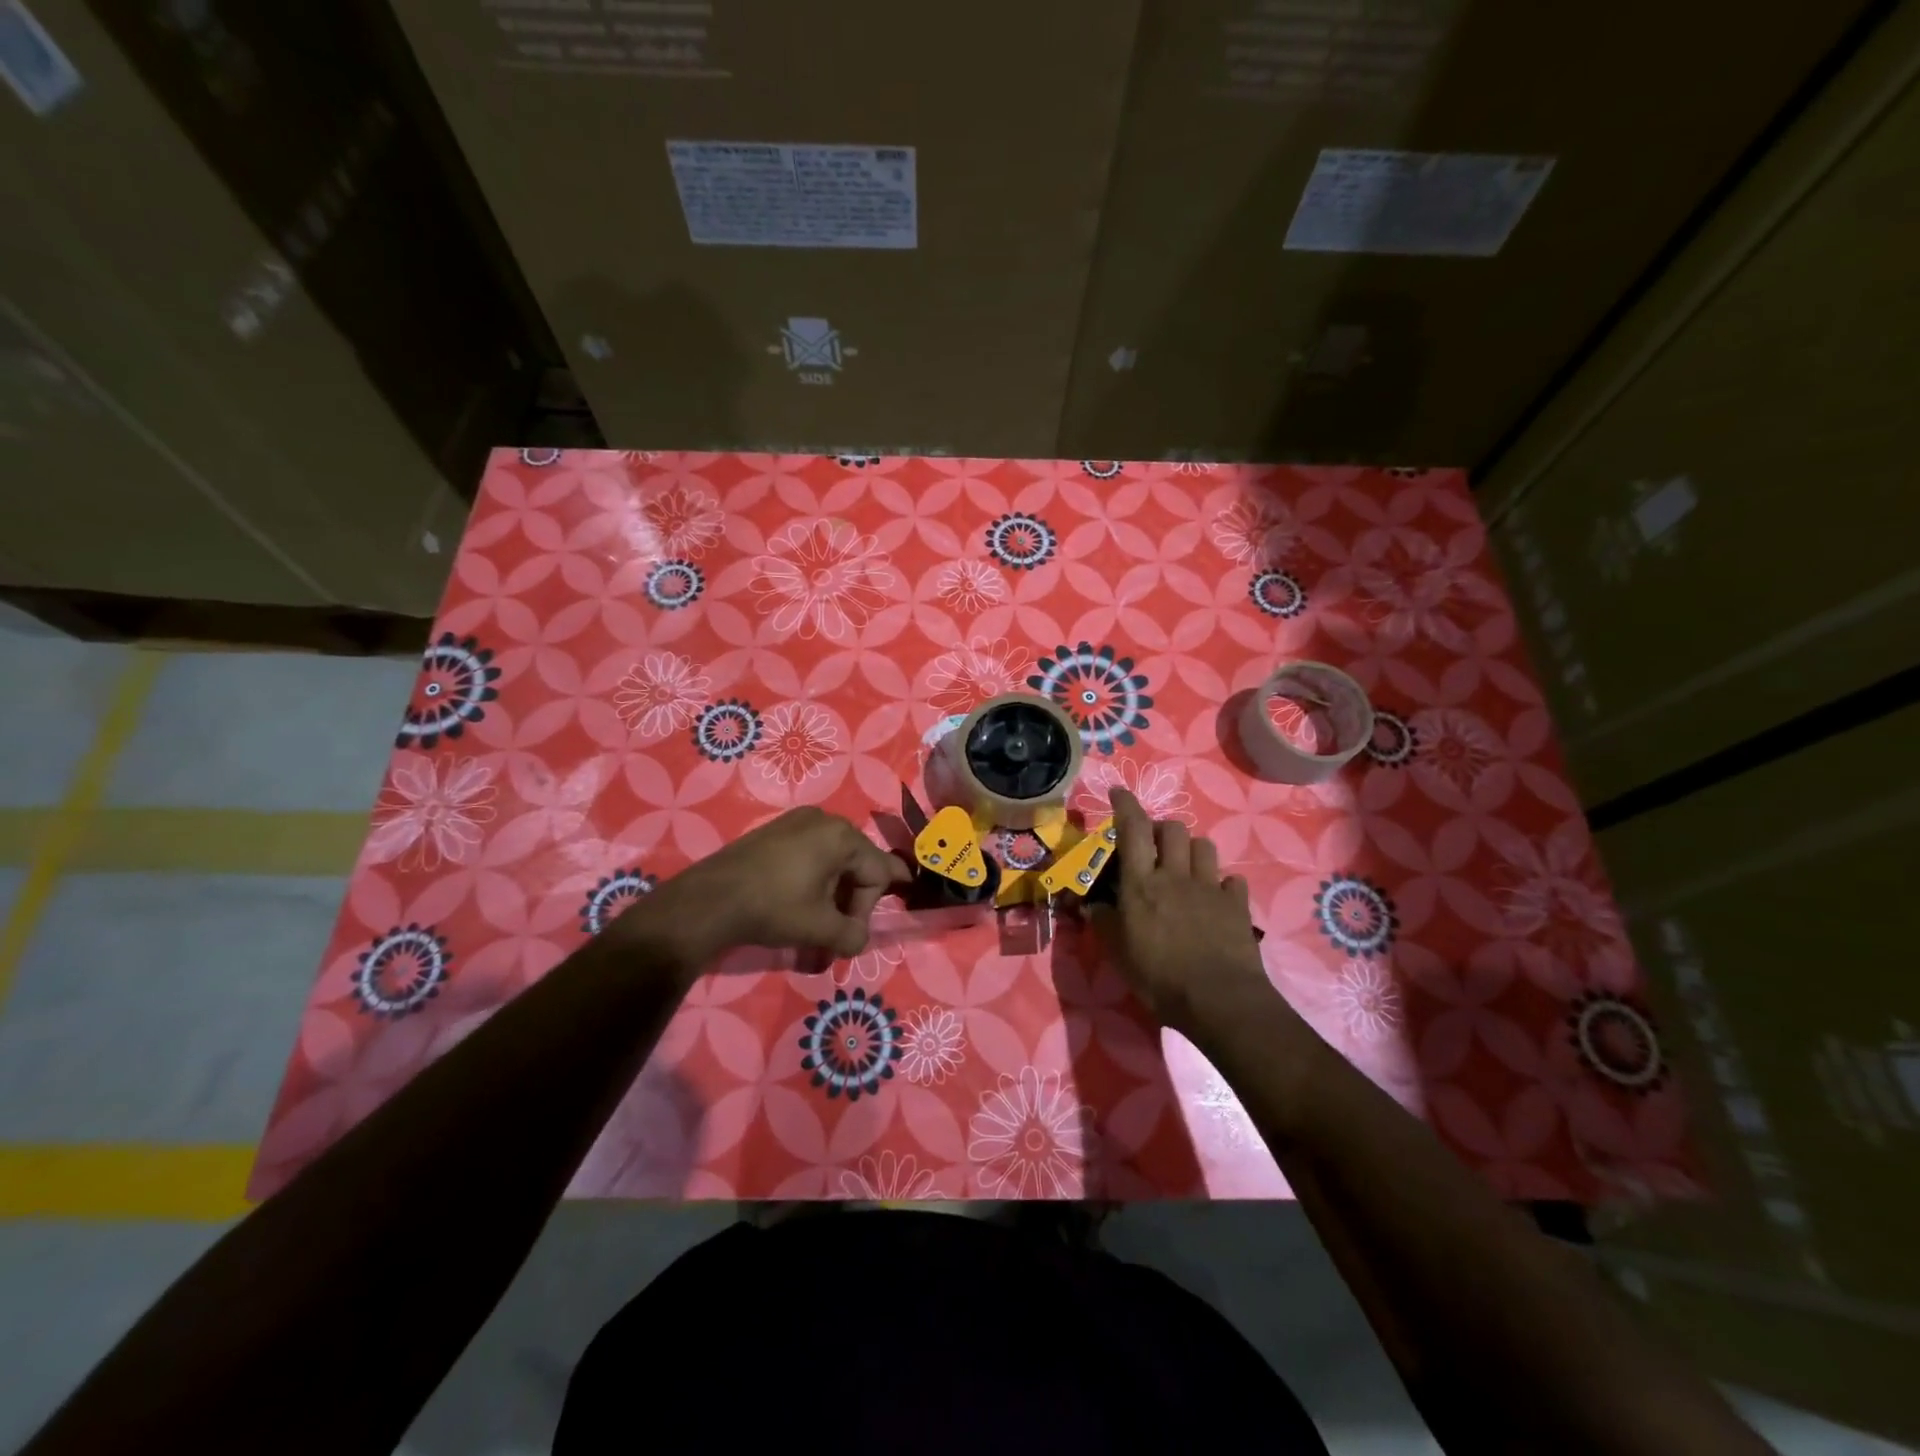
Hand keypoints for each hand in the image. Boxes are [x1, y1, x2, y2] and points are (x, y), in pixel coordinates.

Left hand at [629, 808, 910, 972]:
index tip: (866, 929)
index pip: (880, 872)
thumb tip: (859, 942)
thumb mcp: (820, 929)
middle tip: (835, 933)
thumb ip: (852, 936)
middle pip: (857, 864)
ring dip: (831, 894)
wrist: (708, 900)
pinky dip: (812, 880)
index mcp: (842, 836)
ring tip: (815, 924)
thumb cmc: (773, 908)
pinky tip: (797, 905)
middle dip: (851, 902)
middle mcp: (824, 820)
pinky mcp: (775, 831)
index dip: (877, 905)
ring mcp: (796, 821)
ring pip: (833, 860)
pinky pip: (809, 854)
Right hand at [1091, 789, 1274, 1039]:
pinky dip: (1222, 884)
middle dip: (1162, 828)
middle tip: (1153, 846)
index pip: (1132, 829)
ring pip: (1204, 846)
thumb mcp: (1118, 954)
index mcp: (1142, 883)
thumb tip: (1091, 905)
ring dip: (1191, 850)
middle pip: (1173, 829)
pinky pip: (1231, 879)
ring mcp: (1210, 887)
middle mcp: (1175, 875)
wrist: (1218, 1000)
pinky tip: (1216, 898)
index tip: (1118, 792)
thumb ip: (1104, 922)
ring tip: (1184, 867)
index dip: (1125, 805)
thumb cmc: (1159, 977)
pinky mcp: (1237, 904)